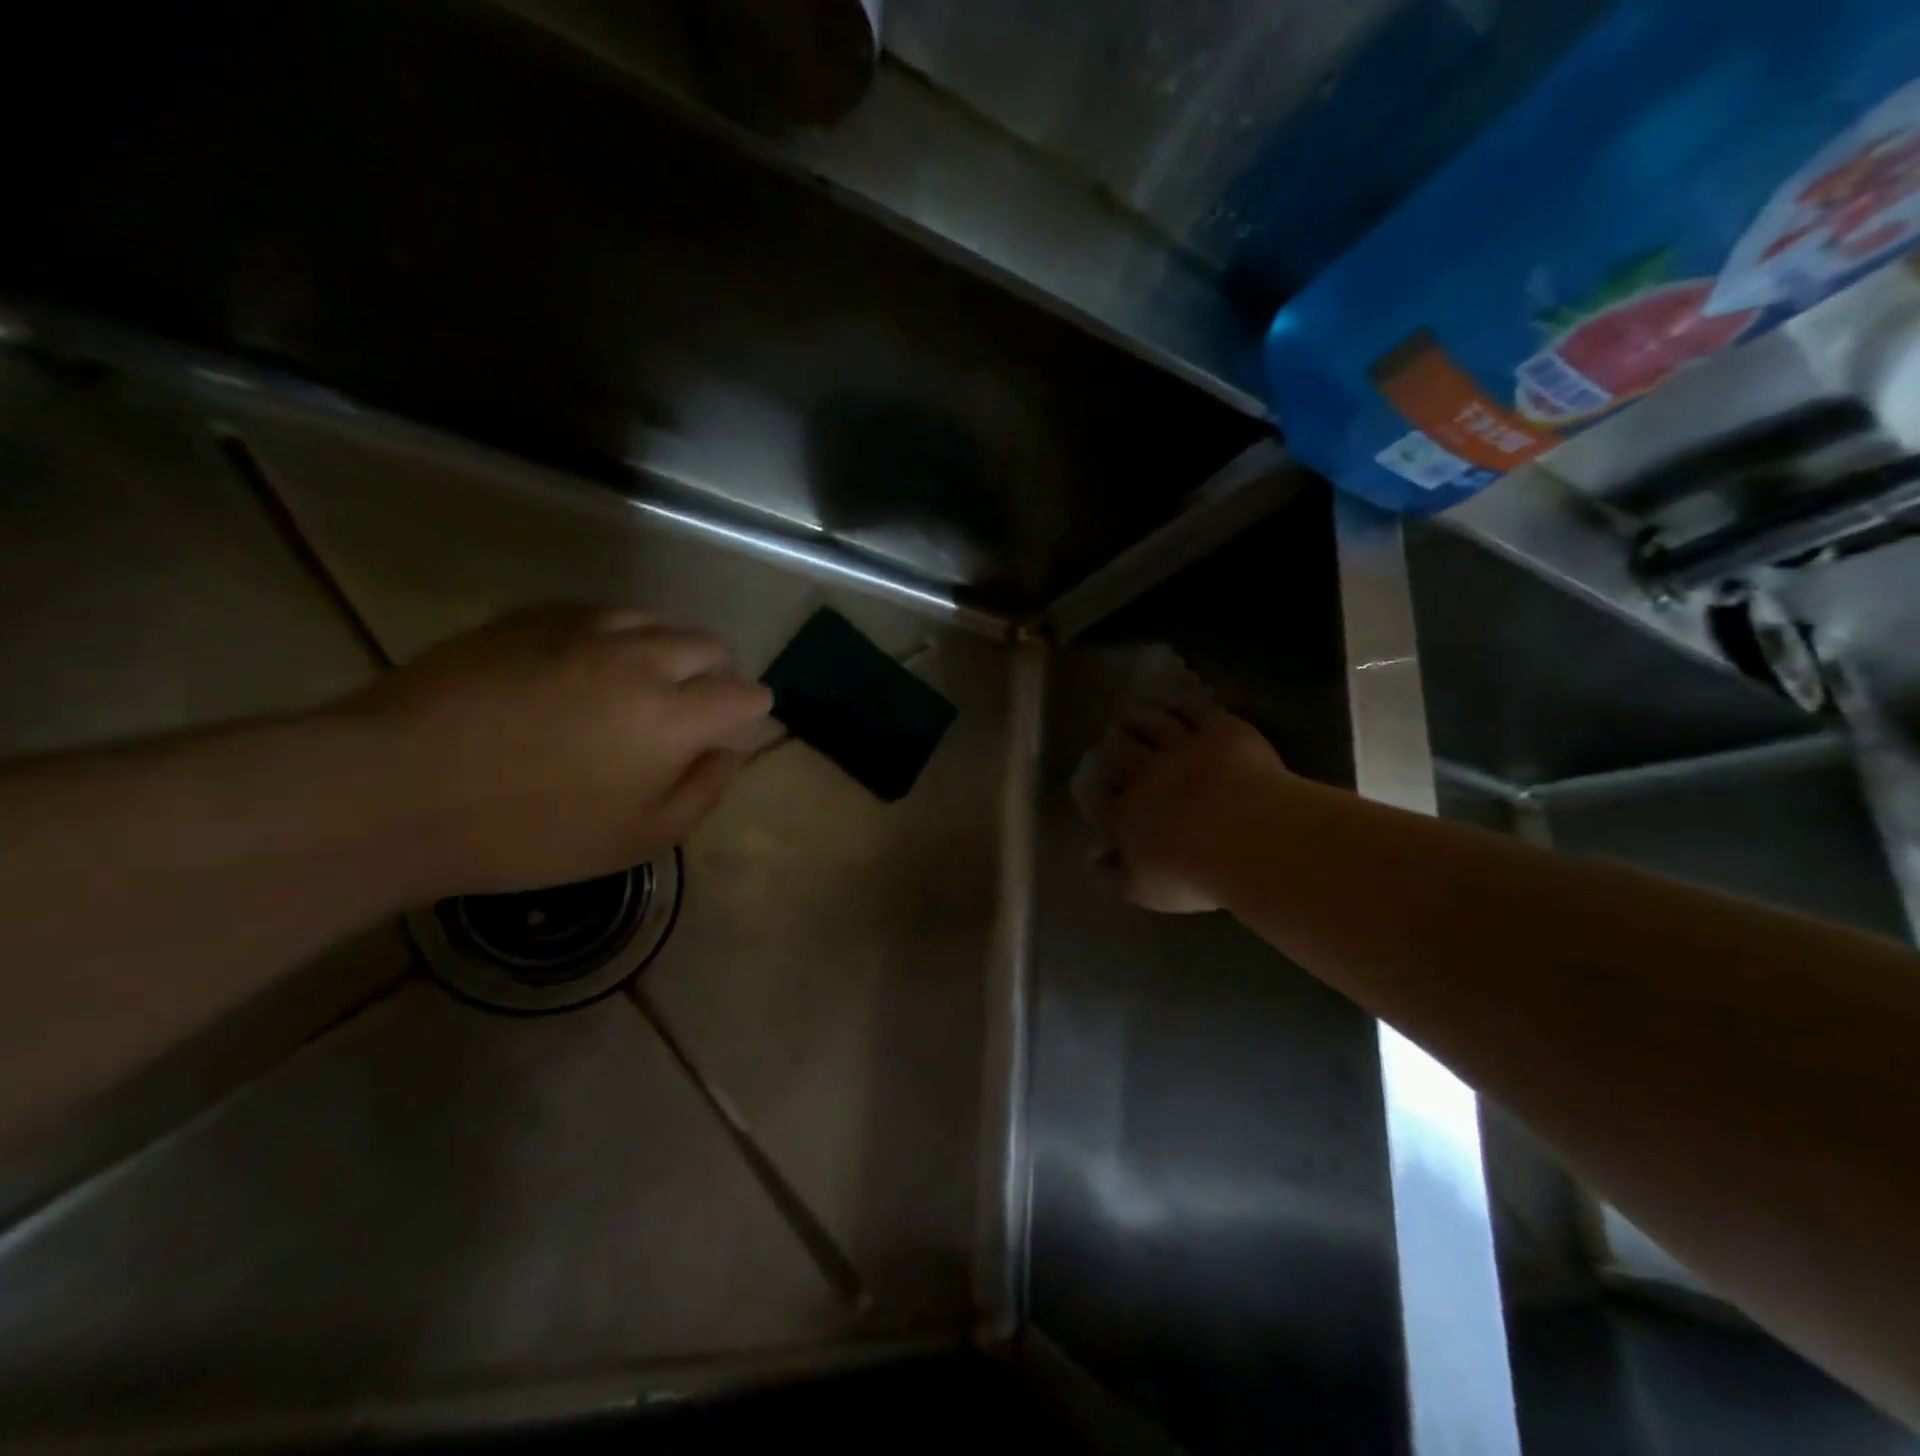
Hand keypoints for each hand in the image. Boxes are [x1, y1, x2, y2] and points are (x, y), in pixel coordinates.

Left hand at [336, 607, 771, 898]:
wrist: (397, 790)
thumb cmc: (529, 832)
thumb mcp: (636, 839)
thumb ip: (702, 792)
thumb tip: (731, 752)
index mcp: (674, 716)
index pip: (743, 695)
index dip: (750, 711)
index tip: (737, 726)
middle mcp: (641, 658)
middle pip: (707, 645)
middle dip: (718, 671)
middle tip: (697, 702)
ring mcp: (584, 630)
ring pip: (656, 621)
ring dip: (670, 647)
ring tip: (650, 677)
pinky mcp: (533, 618)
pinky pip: (601, 613)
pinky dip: (619, 634)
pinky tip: (595, 660)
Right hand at [1090, 705, 1292, 914]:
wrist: (1249, 840)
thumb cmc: (1196, 875)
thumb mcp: (1146, 891)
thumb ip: (1116, 878)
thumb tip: (1095, 863)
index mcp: (1125, 815)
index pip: (1101, 799)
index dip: (1097, 792)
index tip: (1098, 789)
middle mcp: (1145, 775)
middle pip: (1120, 753)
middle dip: (1112, 746)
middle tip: (1111, 740)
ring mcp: (1180, 747)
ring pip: (1151, 725)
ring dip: (1138, 718)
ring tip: (1131, 713)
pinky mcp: (1216, 729)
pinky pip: (1192, 708)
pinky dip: (1179, 703)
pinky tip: (1175, 699)